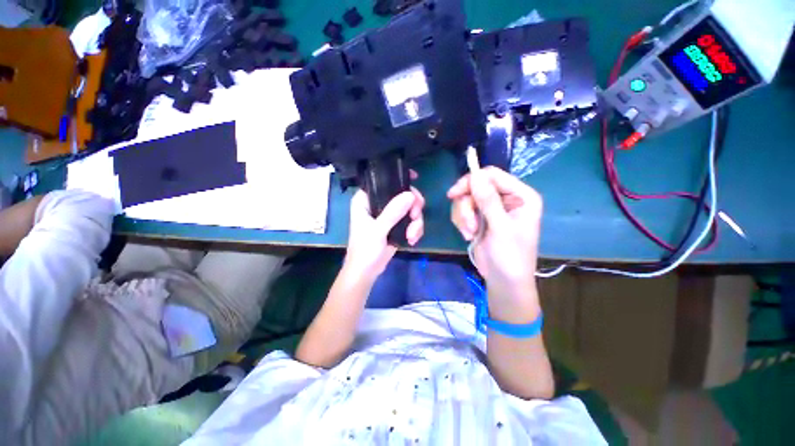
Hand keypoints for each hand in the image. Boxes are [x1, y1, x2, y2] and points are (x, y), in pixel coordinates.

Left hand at [344, 185, 424, 279]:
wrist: (366, 272)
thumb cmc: (364, 250)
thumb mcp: (377, 230)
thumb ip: (393, 212)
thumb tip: (410, 195)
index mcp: (366, 200)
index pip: (382, 181)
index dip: (398, 177)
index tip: (415, 178)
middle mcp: (378, 204)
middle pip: (402, 194)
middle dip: (413, 206)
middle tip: (416, 215)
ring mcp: (388, 215)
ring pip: (410, 208)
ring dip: (415, 222)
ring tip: (411, 235)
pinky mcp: (396, 225)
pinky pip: (411, 220)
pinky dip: (415, 229)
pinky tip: (411, 240)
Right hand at [447, 167, 541, 298]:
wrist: (503, 281)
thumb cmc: (510, 256)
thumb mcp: (501, 228)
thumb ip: (488, 201)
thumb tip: (475, 176)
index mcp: (521, 195)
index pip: (493, 176)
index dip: (472, 181)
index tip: (454, 194)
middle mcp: (506, 198)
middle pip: (476, 186)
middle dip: (467, 206)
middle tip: (468, 224)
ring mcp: (491, 208)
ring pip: (466, 199)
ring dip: (464, 216)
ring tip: (470, 233)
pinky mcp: (480, 217)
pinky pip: (463, 210)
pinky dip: (462, 222)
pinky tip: (468, 235)